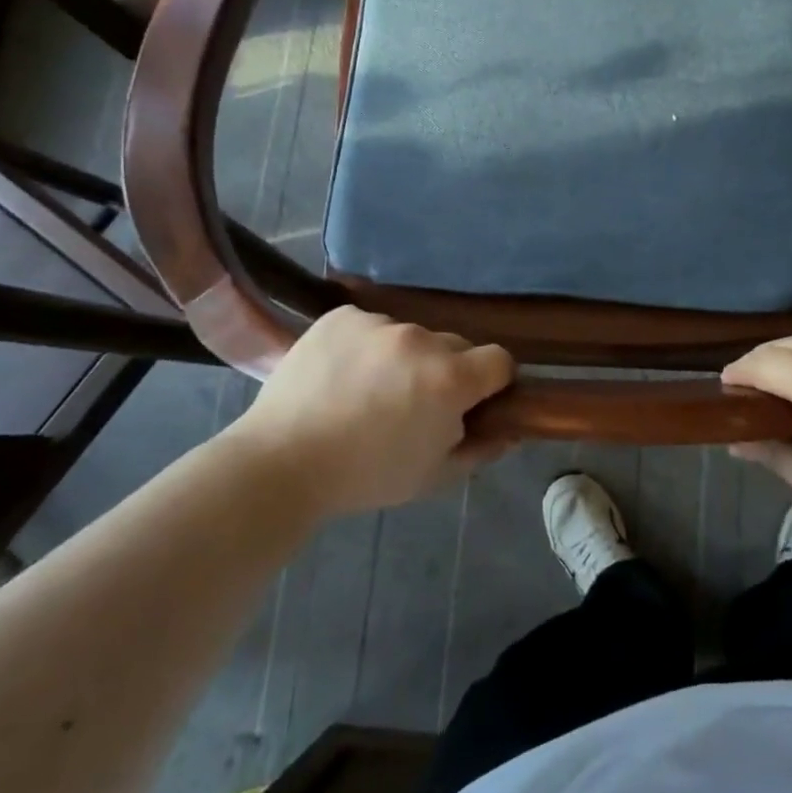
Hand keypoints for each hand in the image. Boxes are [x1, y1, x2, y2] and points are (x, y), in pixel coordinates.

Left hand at [223, 307, 514, 517]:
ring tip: (369, 390)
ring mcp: (379, 323)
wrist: (281, 463)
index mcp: (451, 379)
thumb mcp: (433, 476)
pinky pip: (371, 325)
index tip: (473, 402)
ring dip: (404, 357)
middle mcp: (421, 340)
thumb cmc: (365, 476)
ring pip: (411, 335)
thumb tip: (510, 430)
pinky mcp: (342, 316)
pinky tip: (342, 374)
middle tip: (415, 402)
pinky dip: (366, 345)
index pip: (500, 360)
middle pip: (455, 345)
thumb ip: (481, 449)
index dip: (493, 382)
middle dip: (447, 370)